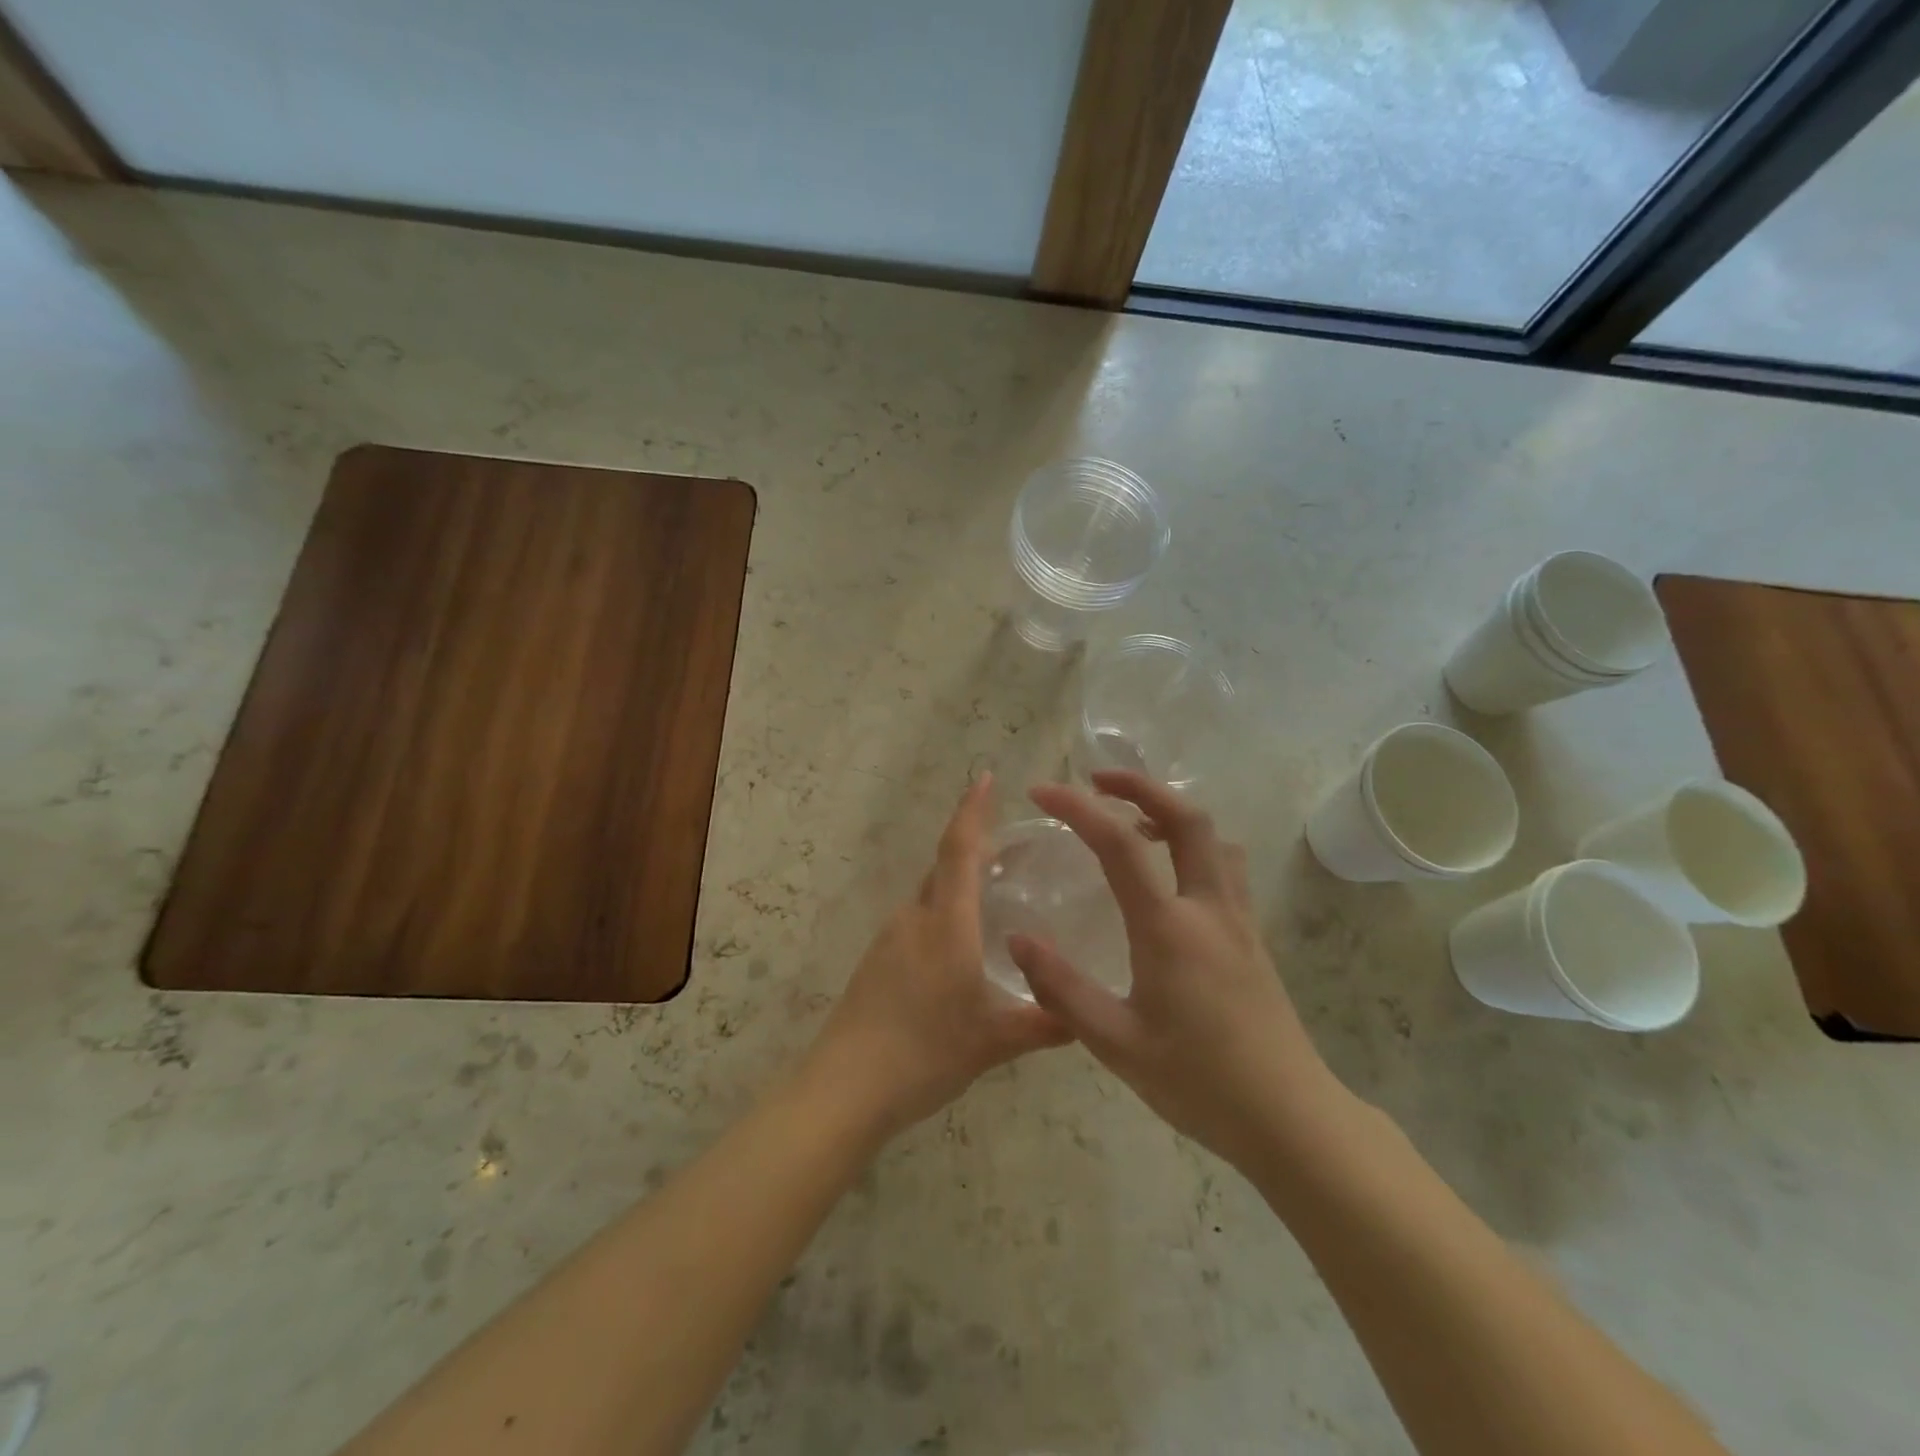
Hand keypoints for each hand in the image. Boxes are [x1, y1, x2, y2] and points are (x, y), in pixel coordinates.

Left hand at [807, 773, 1069, 1137]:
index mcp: (945, 923)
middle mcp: (914, 919)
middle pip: (944, 868)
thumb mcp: (993, 1041)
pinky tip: (959, 948)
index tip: (985, 777)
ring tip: (993, 897)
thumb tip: (1083, 1019)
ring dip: (958, 885)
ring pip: (929, 897)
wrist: (844, 1088)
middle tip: (1014, 851)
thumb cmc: (924, 1052)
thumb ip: (1042, 1024)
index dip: (973, 811)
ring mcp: (889, 940)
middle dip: (975, 849)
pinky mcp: (876, 962)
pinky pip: (915, 922)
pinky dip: (941, 915)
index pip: (959, 850)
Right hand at [1009, 771, 1345, 1170]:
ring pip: (1214, 838)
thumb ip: (1061, 989)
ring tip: (1134, 824)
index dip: (1077, 809)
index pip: (1119, 844)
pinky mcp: (1253, 937)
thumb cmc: (1199, 1082)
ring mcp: (1239, 920)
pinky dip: (1194, 846)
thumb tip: (1018, 939)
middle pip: (1187, 817)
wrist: (1290, 1118)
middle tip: (1098, 782)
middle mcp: (1209, 908)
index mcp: (1169, 927)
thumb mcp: (1116, 1043)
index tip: (1042, 792)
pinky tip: (1170, 878)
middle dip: (1141, 786)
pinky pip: (1226, 867)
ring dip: (1172, 814)